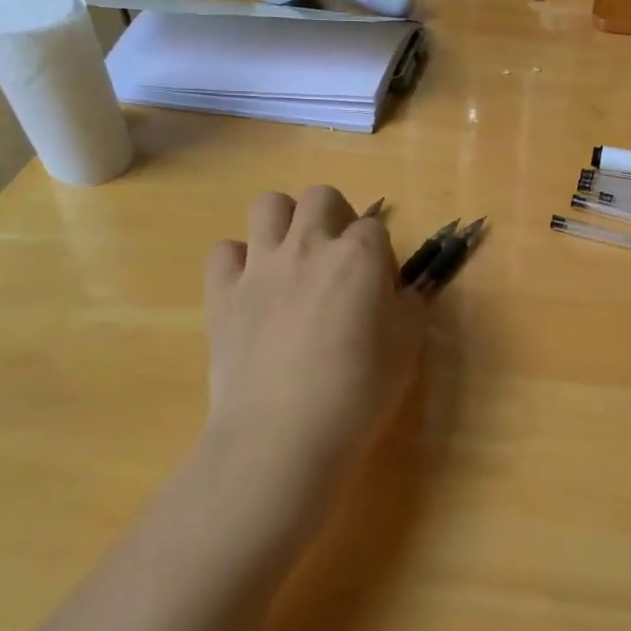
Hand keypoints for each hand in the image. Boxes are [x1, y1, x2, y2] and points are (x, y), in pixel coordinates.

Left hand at [200, 187, 425, 534]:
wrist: (284, 433)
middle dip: (334, 215)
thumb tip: (401, 293)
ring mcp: (260, 266)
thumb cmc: (359, 392)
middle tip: (337, 255)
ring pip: (268, 205)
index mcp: (359, 257)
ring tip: (292, 257)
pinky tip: (251, 288)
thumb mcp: (406, 348)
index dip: (379, 253)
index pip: (374, 227)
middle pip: (320, 196)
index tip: (378, 285)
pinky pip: (224, 250)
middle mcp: (308, 246)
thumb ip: (409, 307)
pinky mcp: (222, 292)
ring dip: (284, 222)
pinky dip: (238, 261)